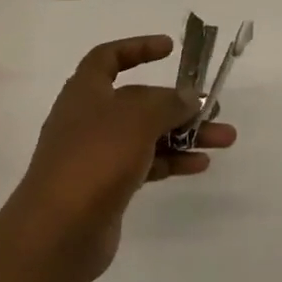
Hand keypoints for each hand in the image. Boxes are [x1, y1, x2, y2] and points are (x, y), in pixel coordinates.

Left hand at [0, 35, 236, 281]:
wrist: (56, 233)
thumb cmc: (95, 159)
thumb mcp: (137, 118)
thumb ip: (168, 102)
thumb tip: (188, 98)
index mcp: (86, 93)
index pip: (108, 58)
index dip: (137, 47)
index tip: (170, 48)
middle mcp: (90, 119)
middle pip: (139, 100)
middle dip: (178, 103)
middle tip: (214, 107)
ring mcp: (97, 156)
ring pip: (148, 135)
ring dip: (185, 134)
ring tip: (224, 139)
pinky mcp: (107, 187)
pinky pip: (146, 164)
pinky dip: (173, 161)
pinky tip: (200, 165)